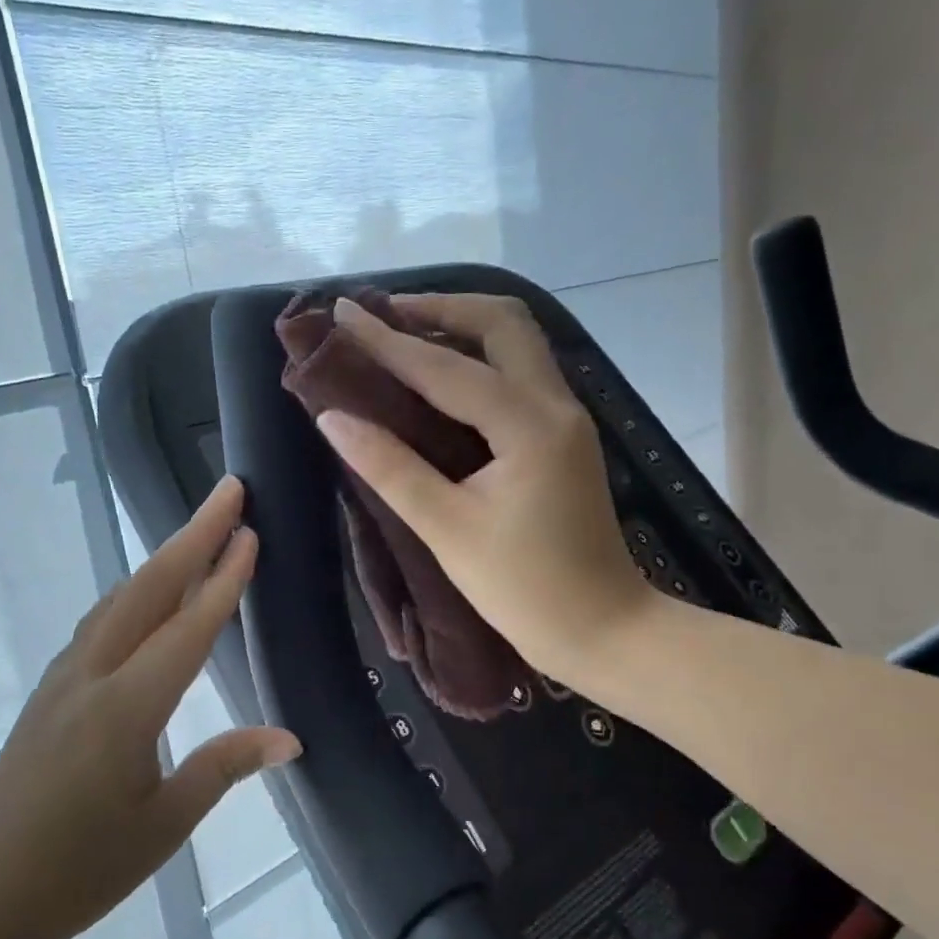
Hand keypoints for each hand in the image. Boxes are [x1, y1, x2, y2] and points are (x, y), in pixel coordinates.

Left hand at [0, 477, 300, 938]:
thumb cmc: (80, 871)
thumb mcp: (164, 825)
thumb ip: (223, 766)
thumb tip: (288, 738)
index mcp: (125, 710)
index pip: (187, 629)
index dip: (223, 579)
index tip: (250, 532)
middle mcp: (91, 677)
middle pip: (148, 590)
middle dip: (192, 536)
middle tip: (229, 492)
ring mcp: (63, 679)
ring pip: (119, 600)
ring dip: (162, 560)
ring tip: (198, 532)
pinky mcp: (50, 691)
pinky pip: (99, 624)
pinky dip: (133, 593)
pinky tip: (146, 596)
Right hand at [315, 294, 655, 692]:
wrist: (605, 631)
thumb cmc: (525, 590)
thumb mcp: (448, 529)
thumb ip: (390, 468)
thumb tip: (333, 417)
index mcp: (528, 425)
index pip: (445, 367)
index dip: (387, 340)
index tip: (342, 311)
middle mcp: (555, 405)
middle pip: (503, 323)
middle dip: (441, 308)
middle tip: (383, 314)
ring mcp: (566, 419)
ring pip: (518, 342)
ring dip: (463, 326)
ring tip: (406, 332)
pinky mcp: (563, 438)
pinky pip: (520, 373)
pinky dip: (479, 358)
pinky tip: (442, 376)